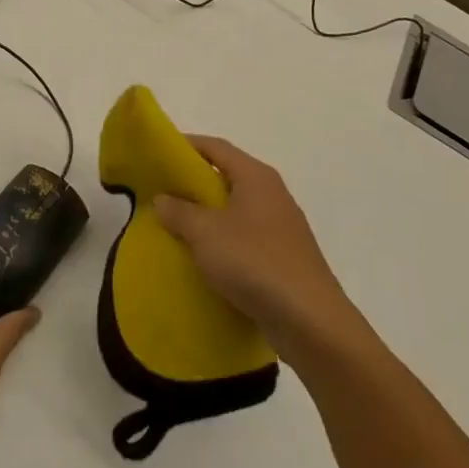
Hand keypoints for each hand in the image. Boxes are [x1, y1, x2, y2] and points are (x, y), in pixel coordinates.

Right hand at [153, 136, 362, 353]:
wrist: (310, 321)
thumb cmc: (254, 262)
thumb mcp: (205, 233)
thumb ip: (179, 211)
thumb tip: (163, 198)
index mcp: (256, 177)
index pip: (216, 147)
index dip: (186, 145)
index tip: (158, 153)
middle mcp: (272, 195)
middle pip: (227, 177)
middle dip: (194, 183)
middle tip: (161, 191)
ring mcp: (281, 228)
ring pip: (236, 210)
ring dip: (207, 215)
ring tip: (176, 226)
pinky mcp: (284, 258)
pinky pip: (245, 238)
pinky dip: (223, 241)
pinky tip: (204, 258)